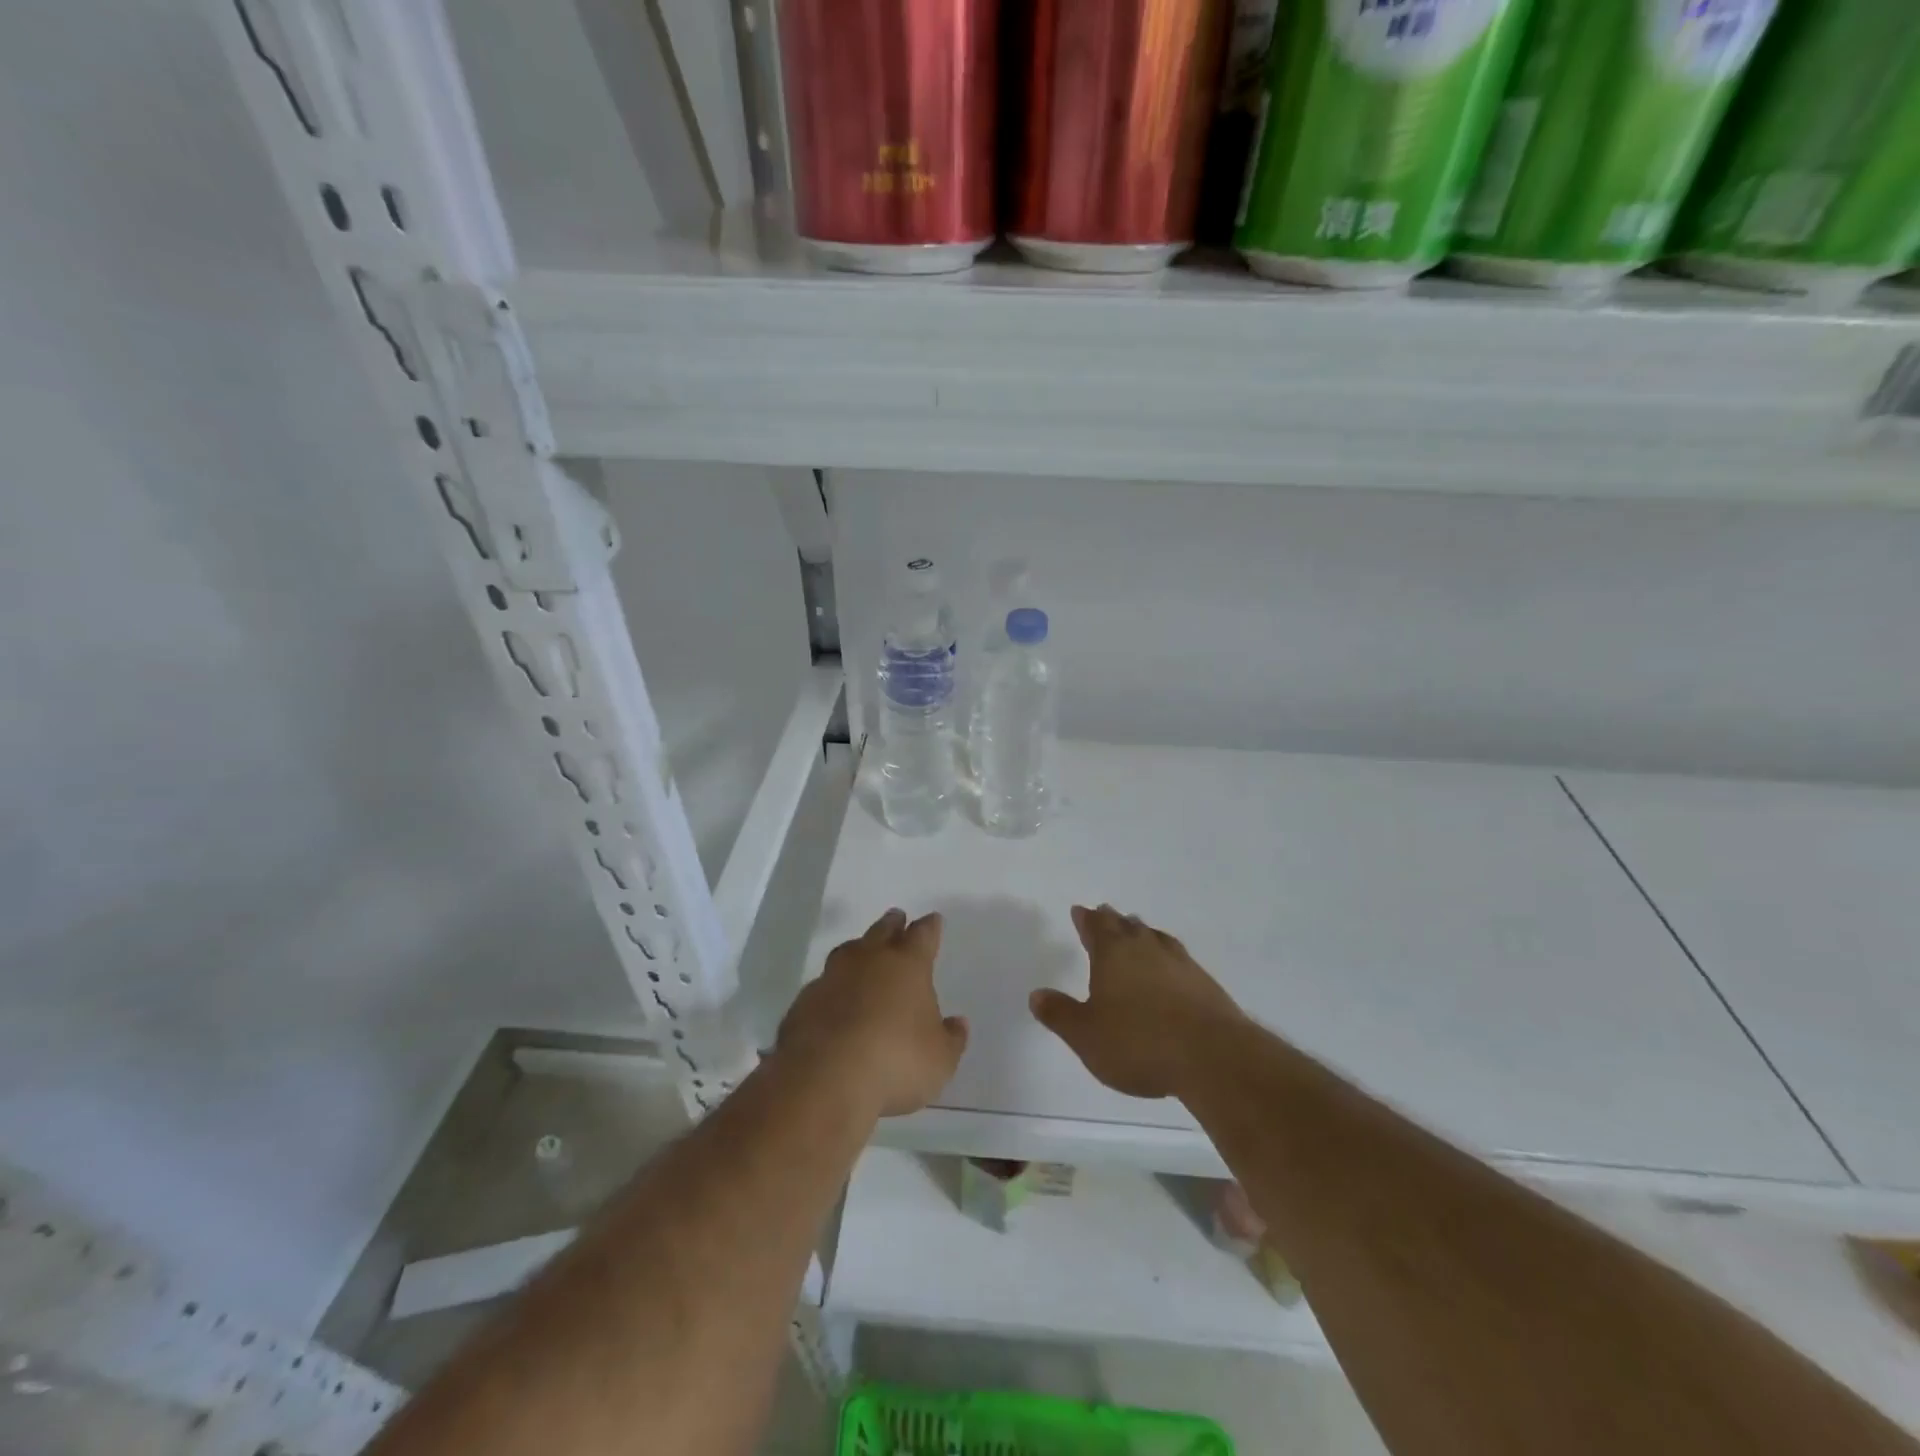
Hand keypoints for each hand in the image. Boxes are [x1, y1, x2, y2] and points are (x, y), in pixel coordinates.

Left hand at [777, 908, 967, 1117]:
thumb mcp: (939, 1060)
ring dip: (858, 948)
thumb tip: (957, 1023)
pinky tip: (834, 998)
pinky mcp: (804, 1001)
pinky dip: (832, 986)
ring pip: (848, 951)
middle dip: (893, 924)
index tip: (933, 920)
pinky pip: (823, 984)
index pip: (923, 935)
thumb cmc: (895, 1061)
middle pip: (883, 931)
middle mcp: (869, 960)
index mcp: (908, 965)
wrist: (824, 1077)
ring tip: (862, 950)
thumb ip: (950, 1039)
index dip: (930, 927)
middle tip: (897, 918)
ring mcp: (832, 977)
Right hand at [1031, 904, 1244, 1099]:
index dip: (1085, 919)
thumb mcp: (1086, 1035)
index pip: (1096, 927)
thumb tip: (1036, 995)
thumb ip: (1060, 1014)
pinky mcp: (1204, 982)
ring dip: (1141, 932)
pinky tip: (1170, 966)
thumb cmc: (1139, 1043)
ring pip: (1154, 937)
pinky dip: (1166, 955)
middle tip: (1105, 913)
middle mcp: (1145, 949)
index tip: (1080, 910)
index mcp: (1113, 954)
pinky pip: (1177, 957)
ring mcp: (1179, 962)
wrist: (1212, 1056)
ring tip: (1137, 930)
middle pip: (1125, 926)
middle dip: (1112, 920)